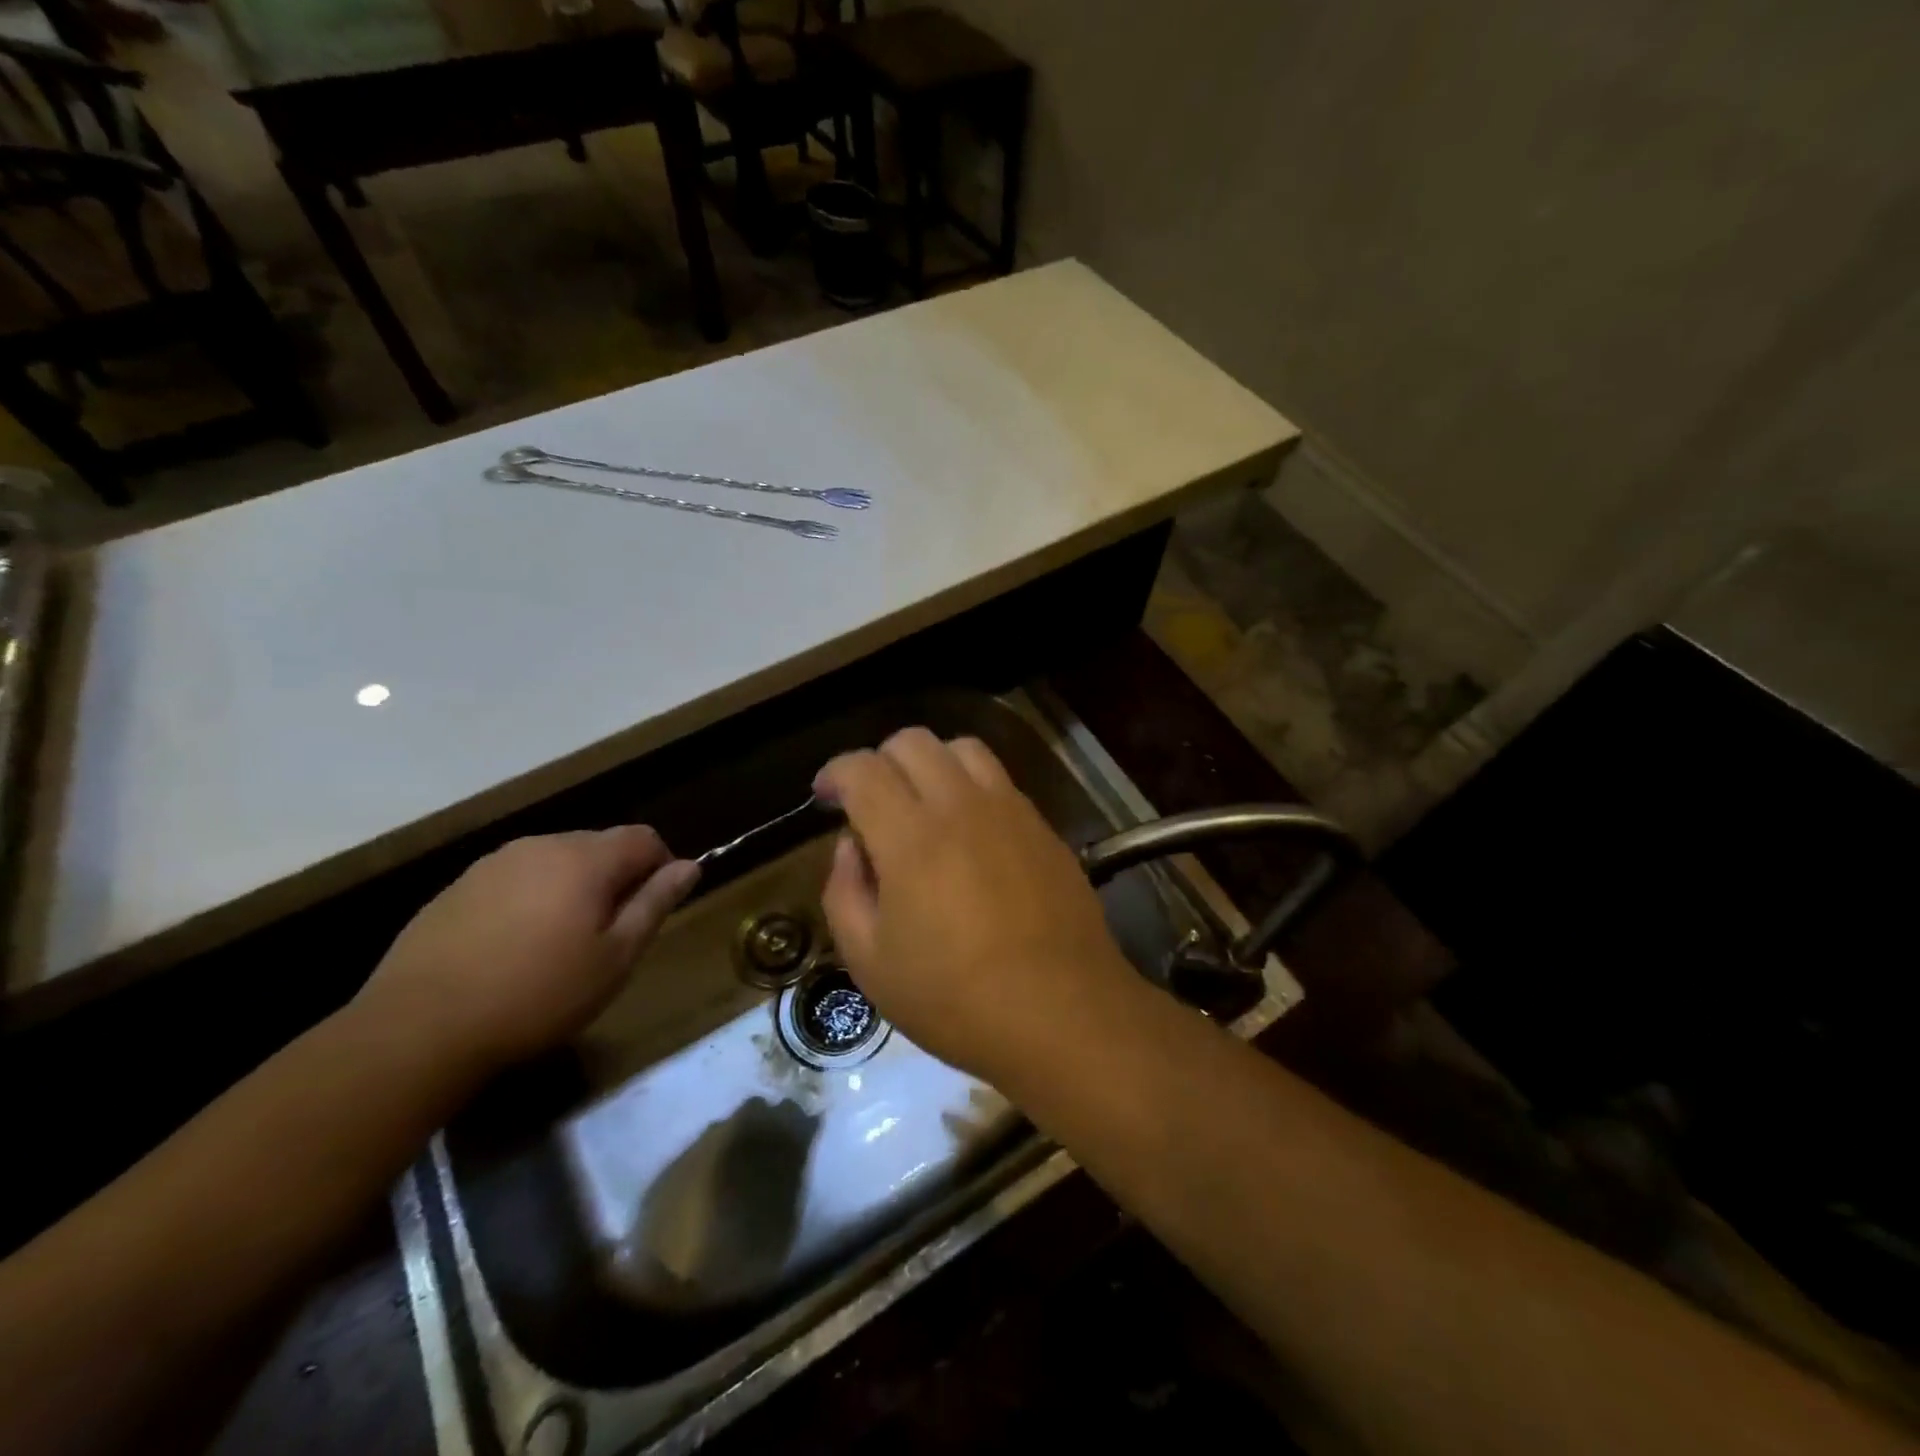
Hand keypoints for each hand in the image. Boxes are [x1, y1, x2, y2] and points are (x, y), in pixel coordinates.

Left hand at [355, 826, 698, 1076]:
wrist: (417, 1029)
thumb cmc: (537, 995)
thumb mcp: (614, 958)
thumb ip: (655, 904)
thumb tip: (691, 866)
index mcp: (585, 859)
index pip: (644, 838)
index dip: (660, 868)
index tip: (651, 911)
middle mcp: (541, 846)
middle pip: (599, 845)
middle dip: (615, 879)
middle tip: (607, 936)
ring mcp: (493, 864)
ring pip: (555, 862)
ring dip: (571, 889)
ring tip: (559, 944)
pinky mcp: (456, 888)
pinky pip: (514, 880)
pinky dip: (530, 900)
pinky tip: (513, 949)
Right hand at [813, 729, 1133, 1079]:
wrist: (1062, 1014)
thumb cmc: (955, 999)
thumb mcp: (871, 963)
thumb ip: (844, 892)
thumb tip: (851, 846)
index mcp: (911, 837)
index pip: (863, 769)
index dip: (834, 773)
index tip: (824, 797)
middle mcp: (961, 806)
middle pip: (913, 741)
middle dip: (879, 761)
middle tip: (869, 803)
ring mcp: (1009, 810)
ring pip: (962, 747)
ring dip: (929, 762)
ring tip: (921, 805)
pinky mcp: (1042, 826)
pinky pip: (999, 780)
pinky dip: (970, 785)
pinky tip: (969, 831)